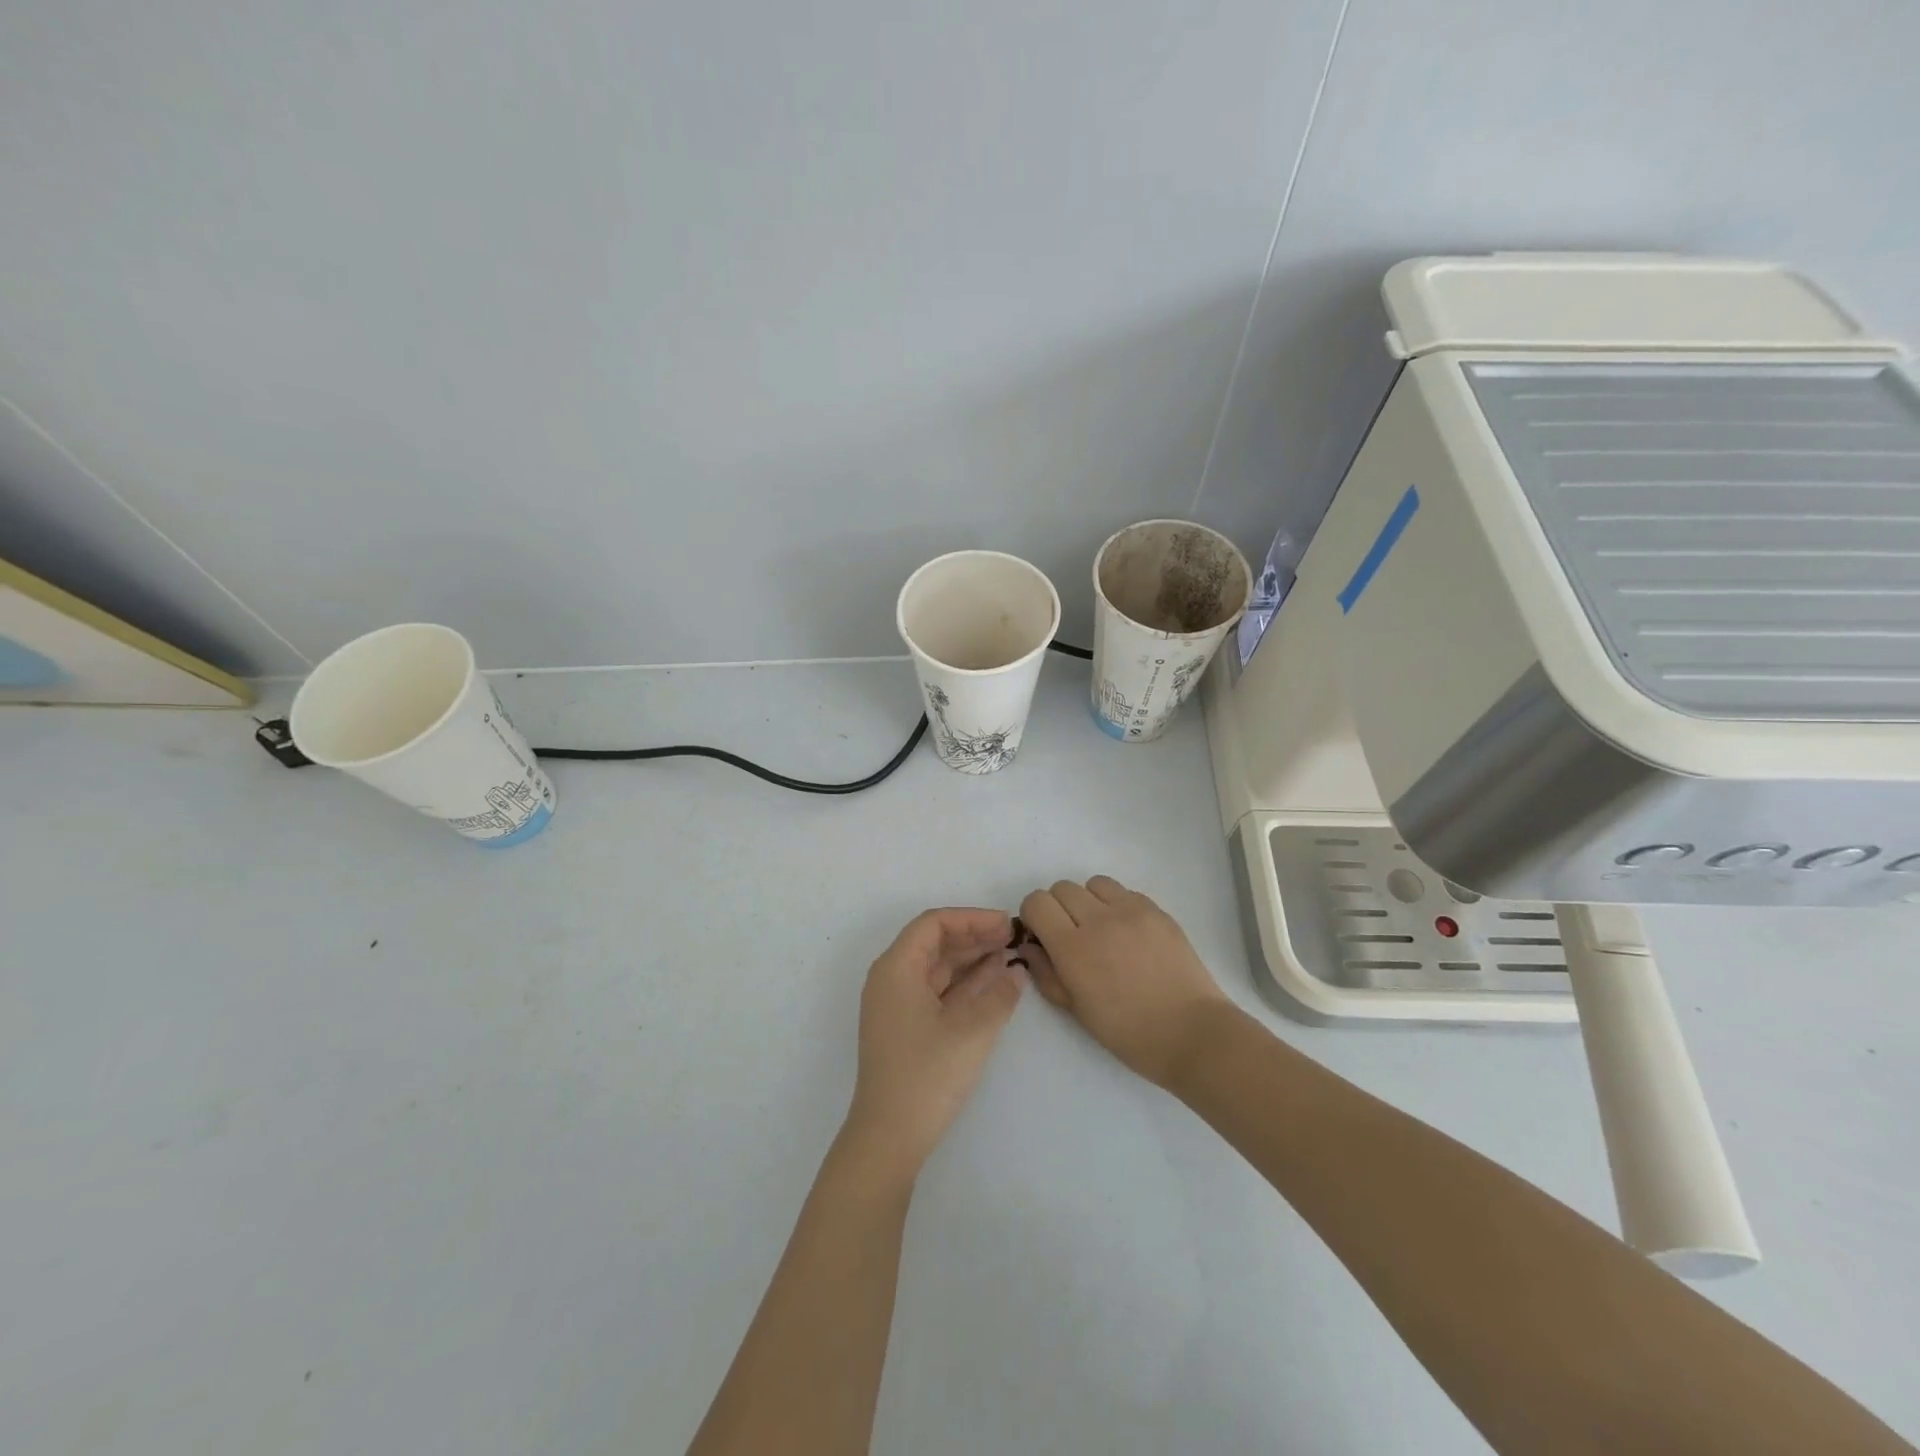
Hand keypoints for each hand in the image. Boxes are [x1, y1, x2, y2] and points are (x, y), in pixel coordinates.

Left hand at [843, 908, 1026, 1180]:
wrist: (889, 1138)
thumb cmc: (926, 1075)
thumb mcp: (972, 1032)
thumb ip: (999, 995)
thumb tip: (1016, 972)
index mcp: (896, 968)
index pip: (933, 924)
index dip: (971, 919)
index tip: (1005, 924)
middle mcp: (892, 979)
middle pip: (934, 943)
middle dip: (974, 936)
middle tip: (1012, 937)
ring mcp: (898, 1005)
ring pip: (937, 967)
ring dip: (972, 959)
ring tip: (1009, 954)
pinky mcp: (907, 1028)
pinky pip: (938, 991)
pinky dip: (965, 983)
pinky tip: (994, 981)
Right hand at [1018, 877, 1231, 1086]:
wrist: (1191, 1033)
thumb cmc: (1129, 1033)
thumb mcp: (1076, 1011)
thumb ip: (1046, 973)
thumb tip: (1030, 946)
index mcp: (1073, 948)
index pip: (1037, 902)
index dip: (1034, 916)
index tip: (1042, 935)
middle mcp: (1099, 920)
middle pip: (1062, 888)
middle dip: (1058, 908)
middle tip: (1071, 935)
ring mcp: (1131, 911)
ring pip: (1094, 883)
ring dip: (1089, 901)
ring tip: (1101, 929)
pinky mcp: (1157, 910)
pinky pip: (1125, 892)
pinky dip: (1117, 905)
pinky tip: (1128, 934)